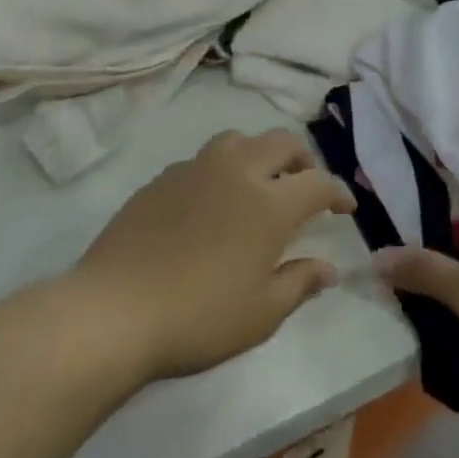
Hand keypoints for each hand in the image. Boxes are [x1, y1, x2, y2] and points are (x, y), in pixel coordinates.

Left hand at [70, 130, 355, 383]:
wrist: (113, 311)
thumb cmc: (197, 317)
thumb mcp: (260, 313)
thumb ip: (299, 283)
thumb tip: (329, 269)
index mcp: (269, 203)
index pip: (318, 183)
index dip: (338, 192)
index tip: (345, 208)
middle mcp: (237, 172)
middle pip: (282, 142)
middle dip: (303, 159)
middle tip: (306, 184)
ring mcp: (195, 169)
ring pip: (238, 140)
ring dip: (259, 153)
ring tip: (258, 182)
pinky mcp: (161, 179)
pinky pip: (202, 160)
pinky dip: (221, 169)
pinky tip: (211, 201)